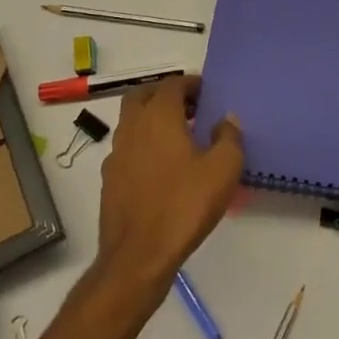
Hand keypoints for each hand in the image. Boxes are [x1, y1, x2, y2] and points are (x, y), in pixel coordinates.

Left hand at [94, 74, 243, 298]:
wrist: (138, 255)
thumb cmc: (184, 205)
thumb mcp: (223, 170)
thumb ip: (229, 138)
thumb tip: (226, 120)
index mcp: (159, 116)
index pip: (171, 84)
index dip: (189, 83)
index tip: (205, 92)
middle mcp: (132, 127)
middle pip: (143, 95)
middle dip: (164, 94)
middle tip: (188, 107)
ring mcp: (116, 153)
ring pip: (131, 121)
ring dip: (151, 119)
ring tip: (177, 137)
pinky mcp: (109, 178)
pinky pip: (126, 148)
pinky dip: (142, 145)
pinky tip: (159, 167)